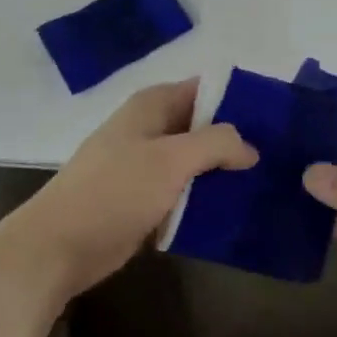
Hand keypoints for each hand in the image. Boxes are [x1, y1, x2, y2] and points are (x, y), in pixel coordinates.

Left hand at [0, 79, 257, 307]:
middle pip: (203, 126)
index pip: (206, 89)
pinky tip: (235, 210)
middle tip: (279, 158)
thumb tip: (251, 147)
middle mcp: (150, 128)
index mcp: (152, 106)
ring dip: (223, 173)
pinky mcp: (144, 198)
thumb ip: (217, 143)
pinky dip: (205, 198)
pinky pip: (184, 190)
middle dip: (237, 140)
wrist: (58, 247)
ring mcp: (145, 165)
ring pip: (196, 161)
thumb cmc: (114, 191)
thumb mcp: (171, 159)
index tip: (277, 119)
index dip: (239, 100)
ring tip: (266, 185)